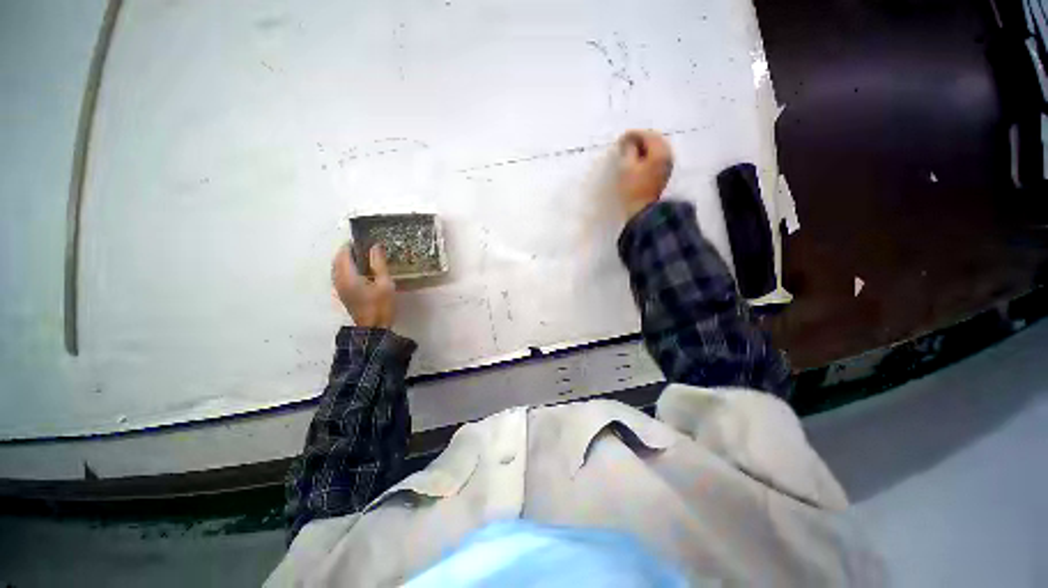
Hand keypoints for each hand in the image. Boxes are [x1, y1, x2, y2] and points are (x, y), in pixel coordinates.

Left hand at [332, 244, 394, 328]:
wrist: (373, 328)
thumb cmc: (381, 305)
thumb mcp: (385, 283)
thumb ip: (379, 263)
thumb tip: (375, 246)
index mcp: (348, 276)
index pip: (344, 254)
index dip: (351, 245)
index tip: (363, 239)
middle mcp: (339, 280)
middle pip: (337, 260)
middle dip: (347, 251)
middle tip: (363, 247)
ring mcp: (339, 288)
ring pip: (337, 268)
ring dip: (346, 260)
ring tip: (362, 257)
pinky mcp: (343, 294)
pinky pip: (339, 275)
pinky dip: (346, 268)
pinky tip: (359, 270)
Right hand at [617, 130, 673, 218]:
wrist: (643, 211)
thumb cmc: (633, 189)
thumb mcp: (626, 167)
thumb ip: (628, 150)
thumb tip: (628, 141)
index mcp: (660, 152)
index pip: (647, 135)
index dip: (633, 134)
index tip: (620, 138)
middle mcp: (667, 155)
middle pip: (655, 139)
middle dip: (640, 138)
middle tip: (625, 143)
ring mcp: (667, 164)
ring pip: (656, 148)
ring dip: (644, 146)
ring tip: (630, 150)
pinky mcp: (664, 172)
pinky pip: (657, 156)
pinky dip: (647, 154)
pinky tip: (638, 159)